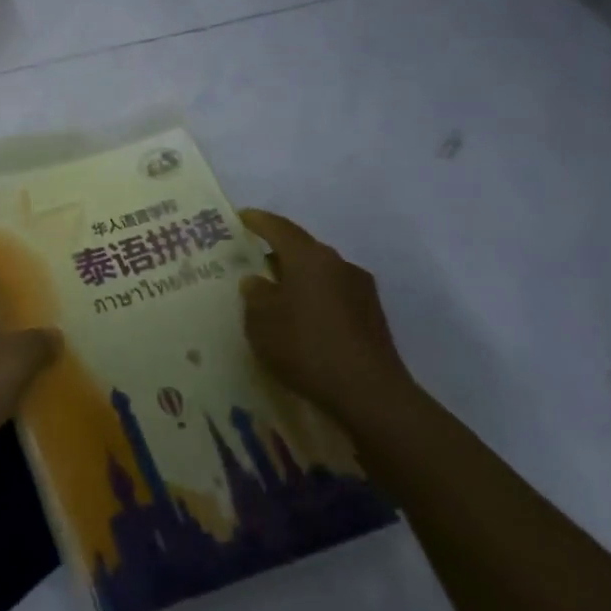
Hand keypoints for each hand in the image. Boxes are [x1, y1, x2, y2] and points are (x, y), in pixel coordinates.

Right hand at [238, 208, 413, 426]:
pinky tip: (300, 320)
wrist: (369, 393)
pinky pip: (333, 295)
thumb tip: (257, 280)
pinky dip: (313, 299)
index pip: (279, 228)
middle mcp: (338, 264)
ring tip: (273, 295)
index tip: (239, 217)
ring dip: (296, 278)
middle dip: (276, 253)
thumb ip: (254, 294)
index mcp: (309, 258)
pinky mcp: (371, 316)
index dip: (257, 221)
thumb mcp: (261, 320)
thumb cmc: (305, 346)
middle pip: (302, 249)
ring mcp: (360, 290)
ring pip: (319, 273)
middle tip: (250, 261)